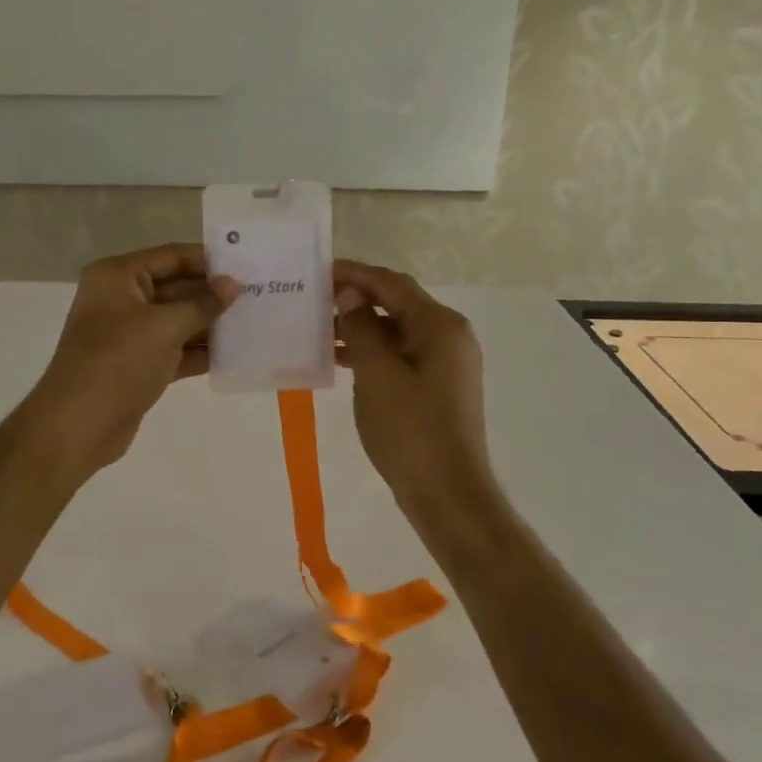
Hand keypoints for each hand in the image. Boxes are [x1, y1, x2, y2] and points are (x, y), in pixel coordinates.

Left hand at [17, 244, 239, 478]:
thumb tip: (234, 285)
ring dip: (212, 324)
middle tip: (260, 295)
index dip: (208, 261)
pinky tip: (236, 353)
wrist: (78, 426)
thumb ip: (202, 304)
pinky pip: (176, 349)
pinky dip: (201, 352)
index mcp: (118, 277)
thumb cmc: (117, 362)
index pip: (171, 257)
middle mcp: (123, 299)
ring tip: (256, 322)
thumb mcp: (163, 327)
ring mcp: (131, 334)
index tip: (247, 266)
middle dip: (214, 294)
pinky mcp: (140, 365)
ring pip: (179, 320)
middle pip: (177, 287)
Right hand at [333, 260, 497, 522]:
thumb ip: (362, 328)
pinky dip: (371, 351)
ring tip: (318, 329)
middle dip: (355, 298)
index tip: (319, 269)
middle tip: (314, 298)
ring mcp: (445, 362)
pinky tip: (340, 359)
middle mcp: (448, 336)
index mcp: (439, 326)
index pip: (392, 284)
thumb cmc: (410, 430)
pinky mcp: (436, 385)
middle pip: (396, 303)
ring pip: (396, 330)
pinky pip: (399, 354)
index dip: (355, 273)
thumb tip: (351, 294)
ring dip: (360, 326)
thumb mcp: (377, 374)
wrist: (446, 492)